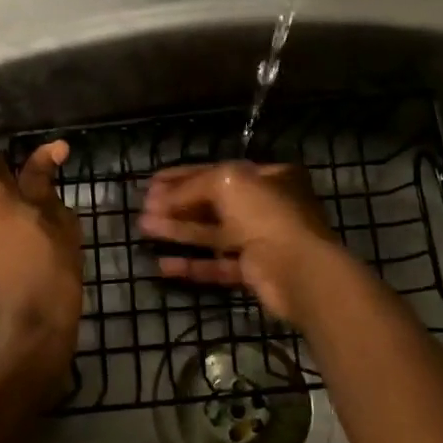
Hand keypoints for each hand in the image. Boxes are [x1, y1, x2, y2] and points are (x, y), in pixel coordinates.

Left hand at [0, 142, 81, 415]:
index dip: (28, 176)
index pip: (3, 164)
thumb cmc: (45, 277)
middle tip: (37, 225)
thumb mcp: (58, 225)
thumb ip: (45, 182)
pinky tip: (4, 270)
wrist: (13, 347)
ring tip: (21, 251)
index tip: (47, 194)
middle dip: (4, 203)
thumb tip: (52, 149)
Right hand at [137, 161, 347, 322]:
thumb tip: (161, 196)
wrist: (299, 271)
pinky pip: (217, 265)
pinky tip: (162, 265)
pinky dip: (191, 265)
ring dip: (178, 231)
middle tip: (144, 207)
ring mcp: (260, 240)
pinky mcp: (253, 271)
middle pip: (213, 202)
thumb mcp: (226, 183)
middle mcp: (265, 205)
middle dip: (177, 204)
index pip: (217, 171)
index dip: (182, 175)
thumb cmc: (265, 214)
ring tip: (144, 229)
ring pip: (212, 234)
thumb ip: (192, 185)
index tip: (151, 182)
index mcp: (267, 176)